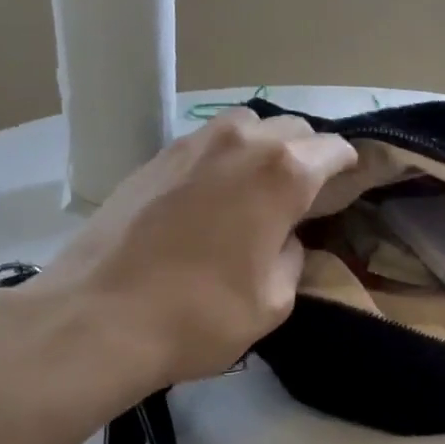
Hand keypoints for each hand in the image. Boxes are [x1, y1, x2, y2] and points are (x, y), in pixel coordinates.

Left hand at [0, 109, 356, 423]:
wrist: (97, 318)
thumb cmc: (201, 315)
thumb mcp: (274, 301)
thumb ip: (293, 257)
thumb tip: (284, 238)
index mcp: (283, 174)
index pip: (334, 149)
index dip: (347, 169)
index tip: (346, 190)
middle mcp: (242, 143)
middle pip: (292, 129)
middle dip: (308, 155)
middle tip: (304, 195)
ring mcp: (192, 144)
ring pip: (247, 125)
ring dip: (263, 148)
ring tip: (257, 188)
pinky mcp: (155, 157)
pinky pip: (207, 142)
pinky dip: (224, 158)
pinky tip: (213, 196)